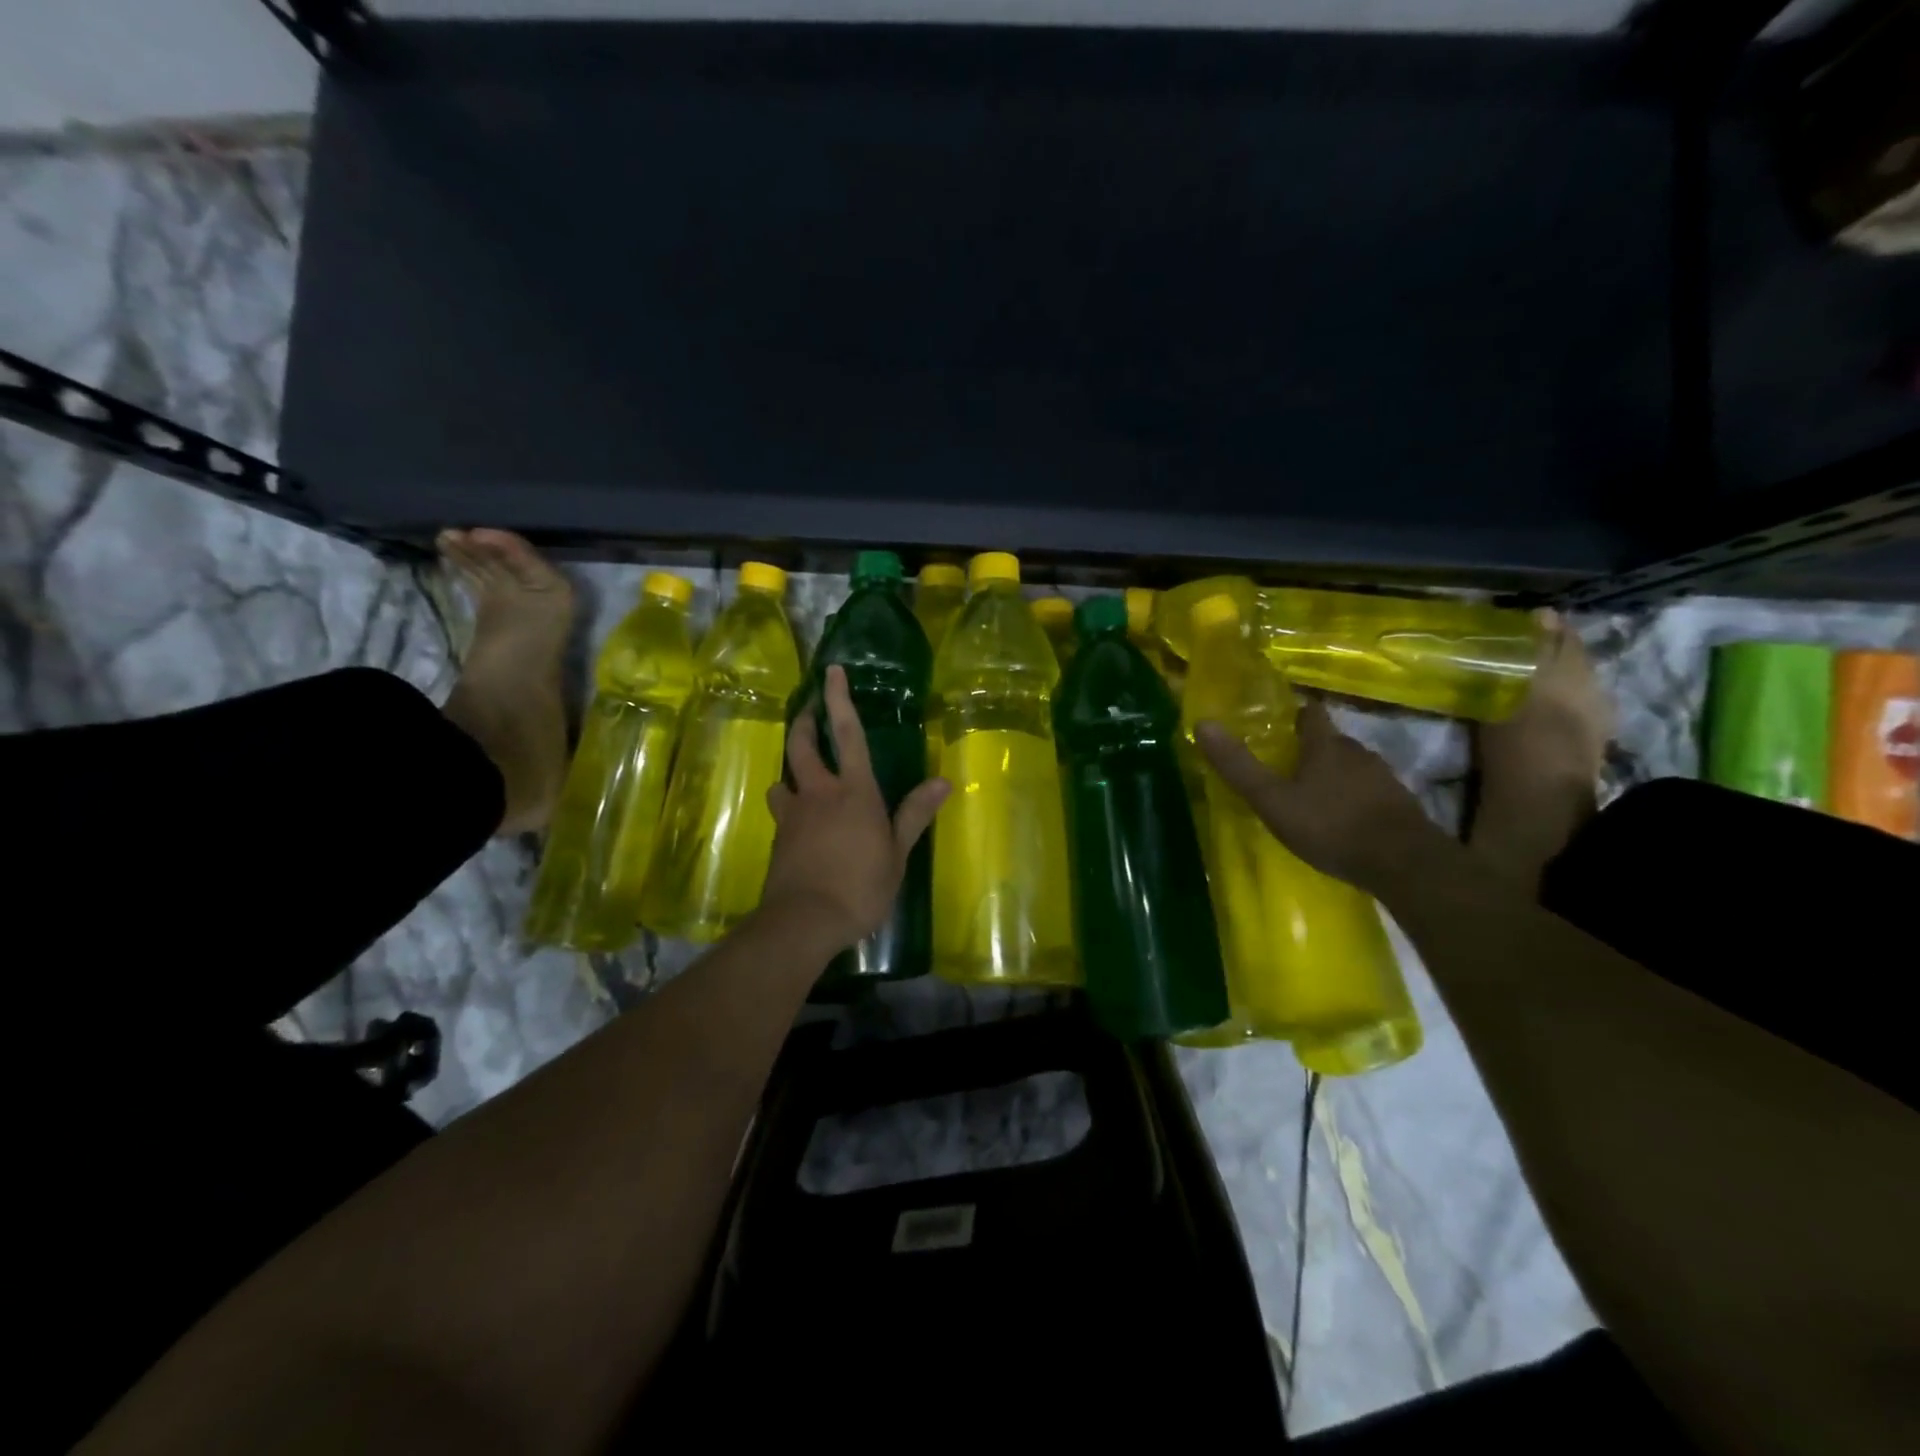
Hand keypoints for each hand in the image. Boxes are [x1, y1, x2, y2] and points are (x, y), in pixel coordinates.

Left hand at [762, 666, 950, 951]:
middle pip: (802, 745)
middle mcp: (819, 793)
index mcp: (855, 792)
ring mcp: (793, 814)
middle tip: (807, 710)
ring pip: (783, 777)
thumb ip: (915, 814)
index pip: (848, 735)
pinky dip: (789, 805)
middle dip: (803, 722)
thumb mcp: (897, 853)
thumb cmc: (861, 886)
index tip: (831, 672)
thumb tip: (943, 781)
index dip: (840, 700)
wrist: (804, 921)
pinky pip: (781, 810)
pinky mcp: (778, 837)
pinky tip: (798, 822)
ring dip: (791, 770)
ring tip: (800, 777)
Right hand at [1195, 698, 1449, 897]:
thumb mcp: (1272, 800)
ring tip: (1314, 794)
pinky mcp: (1401, 805)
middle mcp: (1358, 752)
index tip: (1283, 722)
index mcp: (1325, 746)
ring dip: (1335, 775)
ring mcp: (1384, 779)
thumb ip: (1238, 766)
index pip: (1312, 714)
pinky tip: (1343, 818)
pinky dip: (1355, 799)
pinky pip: (1370, 792)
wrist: (1403, 863)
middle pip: (1332, 741)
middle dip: (1313, 749)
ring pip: (1353, 767)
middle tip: (1289, 765)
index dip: (1297, 715)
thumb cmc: (1330, 825)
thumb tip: (1203, 724)